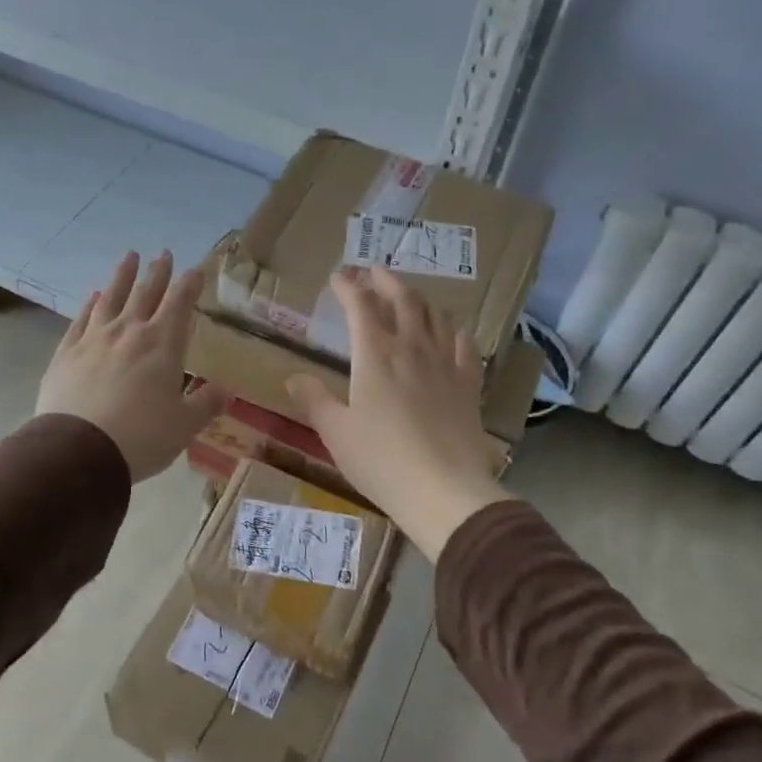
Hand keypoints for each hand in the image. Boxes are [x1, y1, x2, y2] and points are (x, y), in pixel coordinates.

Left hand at [37, 250, 227, 481]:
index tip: (196, 270)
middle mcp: (128, 332)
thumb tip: (226, 390)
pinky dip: (90, 305)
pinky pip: (81, 321)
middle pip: (145, 294)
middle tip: (163, 253)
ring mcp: (93, 340)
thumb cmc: (141, 437)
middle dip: (157, 273)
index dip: (189, 285)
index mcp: (162, 345)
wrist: (79, 451)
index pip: (179, 304)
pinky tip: (93, 297)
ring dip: (122, 276)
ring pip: (111, 298)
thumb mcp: (184, 426)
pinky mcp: (66, 354)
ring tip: (129, 257)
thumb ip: (206, 404)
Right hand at [286, 267, 508, 560]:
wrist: (443, 489)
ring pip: (435, 316)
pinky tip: (452, 332)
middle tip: (374, 271)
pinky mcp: (468, 384)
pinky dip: (455, 331)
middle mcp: (412, 349)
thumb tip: (293, 377)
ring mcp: (445, 364)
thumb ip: (314, 400)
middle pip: (403, 300)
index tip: (338, 277)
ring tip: (409, 296)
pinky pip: (465, 345)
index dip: (348, 287)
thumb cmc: (380, 460)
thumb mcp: (335, 432)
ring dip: (420, 299)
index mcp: (375, 355)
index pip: (360, 307)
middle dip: (386, 281)